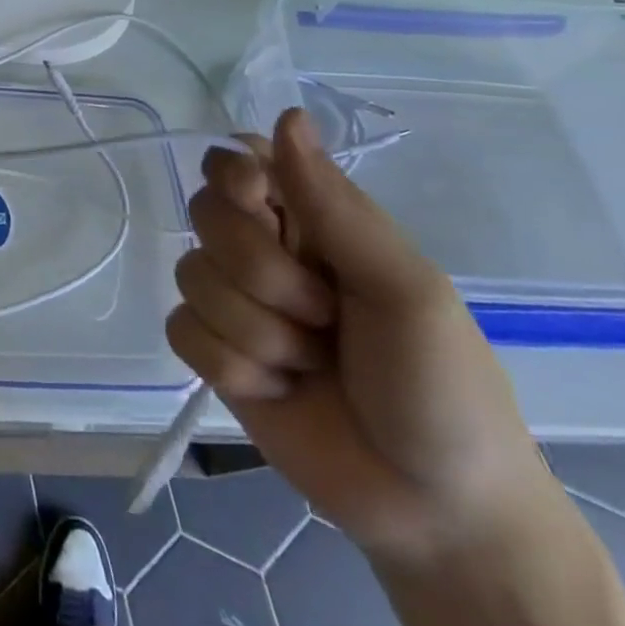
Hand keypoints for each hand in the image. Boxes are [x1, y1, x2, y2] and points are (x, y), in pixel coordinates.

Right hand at [168, 109, 557, 568]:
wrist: (434, 511)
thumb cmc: (441, 387)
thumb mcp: (404, 289)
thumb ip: (335, 205)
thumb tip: (285, 115)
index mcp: (313, 222)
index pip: (239, 159)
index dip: (234, 174)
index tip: (258, 202)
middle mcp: (264, 251)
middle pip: (204, 214)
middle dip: (260, 271)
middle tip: (322, 313)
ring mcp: (234, 304)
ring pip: (192, 277)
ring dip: (257, 331)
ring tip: (312, 365)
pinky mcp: (213, 356)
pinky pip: (183, 331)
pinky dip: (233, 367)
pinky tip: (278, 391)